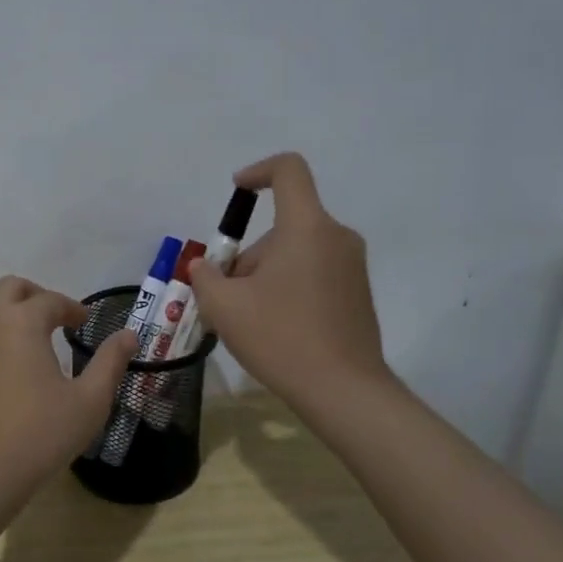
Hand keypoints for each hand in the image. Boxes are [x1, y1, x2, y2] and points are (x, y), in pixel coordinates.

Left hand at [0, 276, 138, 507]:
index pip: (51, 300)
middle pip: (11, 288)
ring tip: (40, 342)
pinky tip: (17, 368)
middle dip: (38, 296)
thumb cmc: (40, 435)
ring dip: (16, 314)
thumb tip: (128, 335)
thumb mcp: (89, 401)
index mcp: (22, 323)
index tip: (87, 323)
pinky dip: (0, 334)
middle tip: (60, 320)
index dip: (73, 308)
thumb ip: (110, 362)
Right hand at [188, 153, 393, 404]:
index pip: (289, 170)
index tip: (237, 192)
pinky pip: (314, 271)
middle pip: (283, 224)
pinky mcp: (358, 292)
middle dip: (250, 253)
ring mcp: (352, 266)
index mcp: (306, 227)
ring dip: (267, 273)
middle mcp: (336, 236)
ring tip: (248, 318)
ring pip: (297, 251)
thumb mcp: (223, 306)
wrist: (344, 391)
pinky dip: (289, 286)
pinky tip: (276, 328)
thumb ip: (205, 276)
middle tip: (228, 296)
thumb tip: (205, 266)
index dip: (259, 171)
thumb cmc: (280, 337)